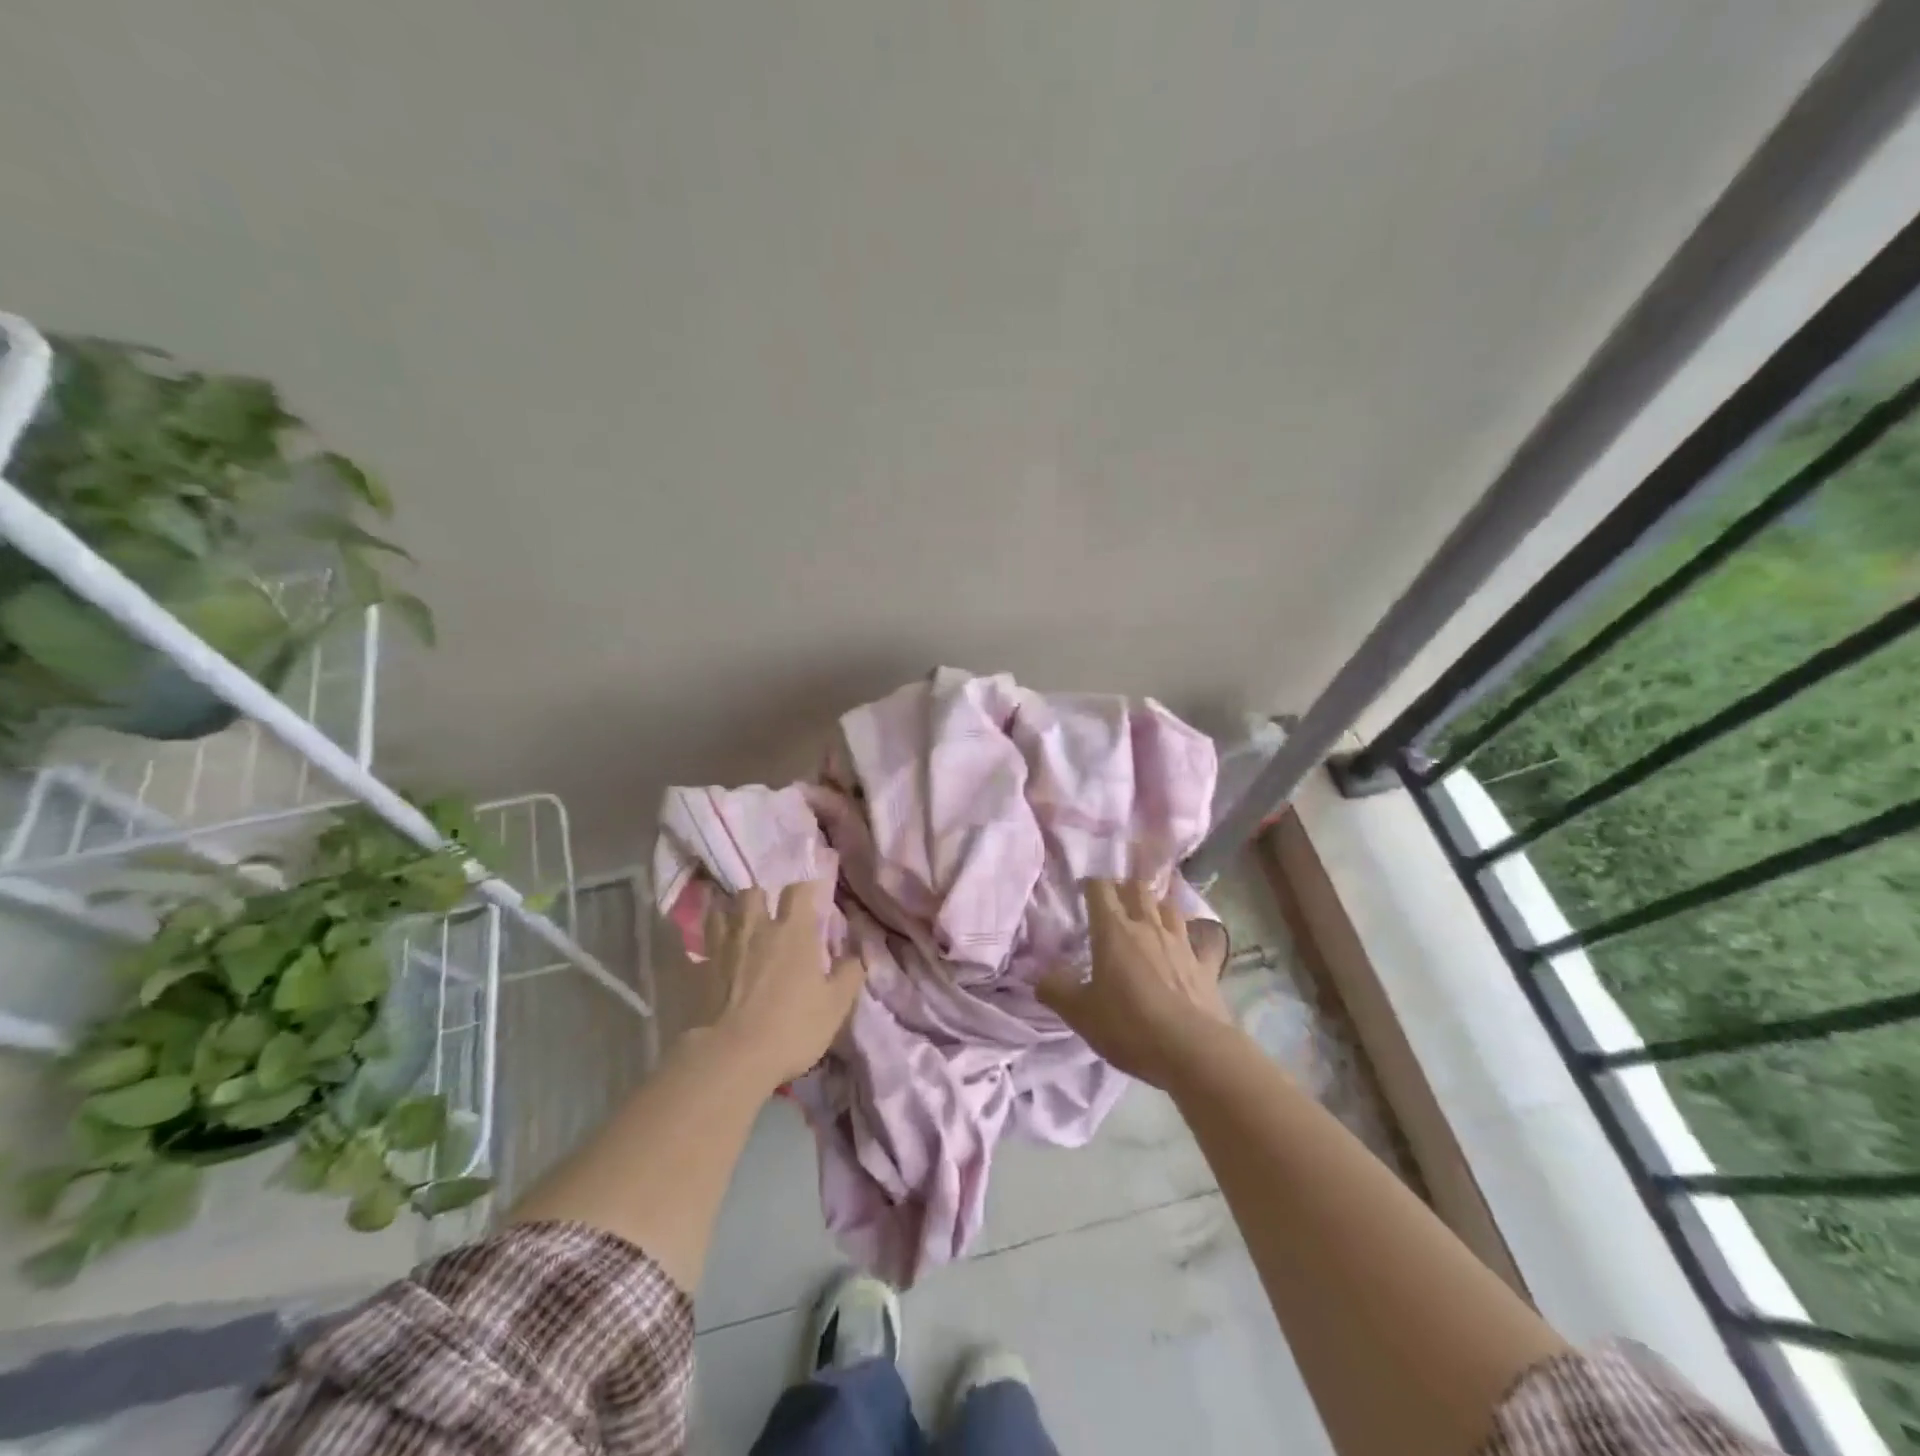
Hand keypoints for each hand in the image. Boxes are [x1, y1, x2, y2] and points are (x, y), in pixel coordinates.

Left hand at [701, 879, 866, 1087]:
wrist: (732, 1056)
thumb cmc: (792, 1028)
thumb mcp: (835, 1006)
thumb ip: (849, 975)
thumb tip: (857, 956)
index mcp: (794, 931)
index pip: (798, 891)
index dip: (806, 890)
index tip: (814, 900)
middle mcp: (757, 928)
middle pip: (753, 892)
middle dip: (762, 898)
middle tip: (771, 916)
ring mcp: (725, 946)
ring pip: (723, 910)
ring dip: (733, 913)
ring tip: (741, 926)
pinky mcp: (701, 968)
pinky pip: (705, 941)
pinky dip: (713, 940)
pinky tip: (718, 952)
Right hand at [1038, 879, 1232, 1088]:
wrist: (1193, 1051)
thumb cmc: (1130, 1026)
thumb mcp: (1079, 1014)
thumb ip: (1056, 990)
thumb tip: (1039, 976)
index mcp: (1114, 930)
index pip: (1100, 888)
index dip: (1090, 884)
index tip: (1081, 891)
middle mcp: (1148, 927)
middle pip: (1138, 888)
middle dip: (1124, 889)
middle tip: (1114, 904)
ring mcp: (1181, 943)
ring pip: (1169, 907)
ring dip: (1157, 907)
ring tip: (1148, 918)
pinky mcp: (1206, 965)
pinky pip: (1202, 941)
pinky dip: (1194, 939)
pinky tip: (1190, 946)